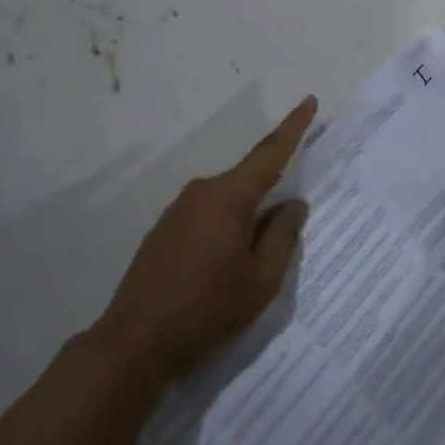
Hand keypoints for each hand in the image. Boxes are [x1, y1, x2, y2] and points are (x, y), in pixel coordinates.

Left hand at [96, 97, 316, 380]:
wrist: (135, 343)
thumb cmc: (206, 309)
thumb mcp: (261, 280)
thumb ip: (283, 236)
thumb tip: (293, 204)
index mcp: (228, 197)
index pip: (269, 153)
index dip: (293, 127)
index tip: (309, 101)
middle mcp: (201, 192)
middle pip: (248, 183)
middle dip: (270, 199)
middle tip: (286, 234)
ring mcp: (177, 210)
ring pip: (227, 203)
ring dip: (245, 222)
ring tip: (251, 265)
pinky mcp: (163, 230)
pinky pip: (207, 217)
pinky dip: (224, 231)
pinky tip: (222, 268)